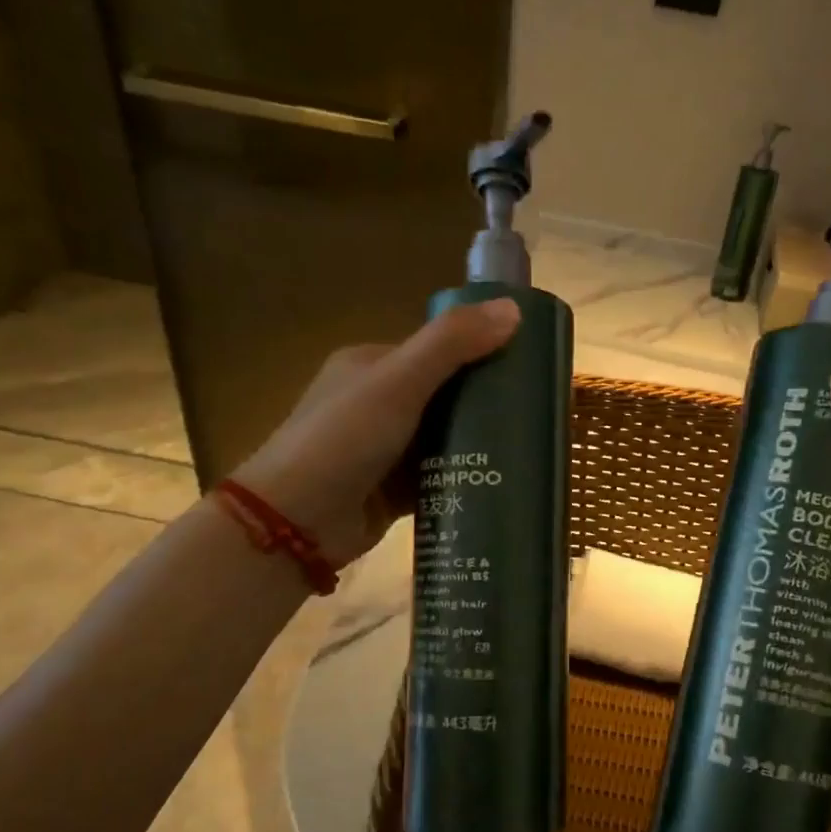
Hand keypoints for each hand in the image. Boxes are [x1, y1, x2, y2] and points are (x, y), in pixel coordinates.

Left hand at [231, 299, 520, 566]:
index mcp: (371, 366)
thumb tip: (514, 310)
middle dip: (484, 407)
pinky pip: (437, 479)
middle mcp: (377, 404)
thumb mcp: (398, 382)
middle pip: (444, 398)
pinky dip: (463, 479)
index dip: (479, 356)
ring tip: (528, 451)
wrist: (296, 521)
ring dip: (478, 446)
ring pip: (443, 441)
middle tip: (534, 417)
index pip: (436, 352)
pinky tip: (500, 483)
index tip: (525, 371)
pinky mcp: (392, 492)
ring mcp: (384, 450)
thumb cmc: (344, 440)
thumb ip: (452, 344)